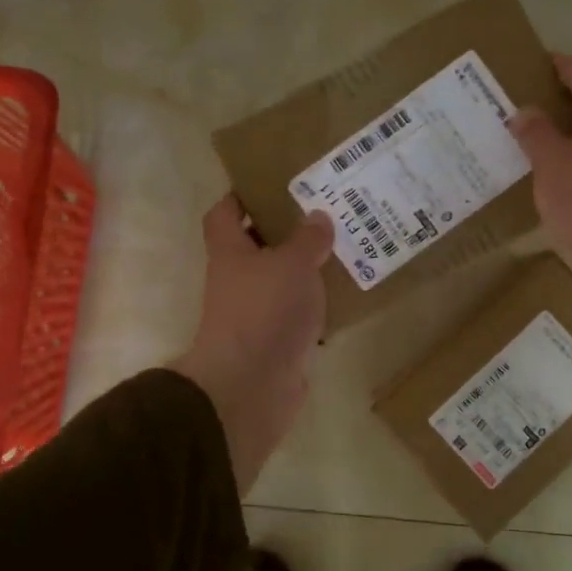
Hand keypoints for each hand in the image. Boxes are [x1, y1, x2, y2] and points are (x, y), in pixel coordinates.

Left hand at [170, 196, 334, 494]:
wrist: (252, 386)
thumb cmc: (264, 311)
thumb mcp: (291, 264)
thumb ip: (307, 239)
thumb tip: (317, 218)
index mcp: (230, 253)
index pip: (224, 214)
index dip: (241, 196)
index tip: (271, 185)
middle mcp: (238, 280)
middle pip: (257, 247)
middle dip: (287, 232)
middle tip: (324, 214)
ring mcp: (256, 314)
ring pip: (282, 282)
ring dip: (307, 270)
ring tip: (344, 250)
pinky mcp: (276, 342)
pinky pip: (298, 315)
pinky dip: (318, 306)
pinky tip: (347, 296)